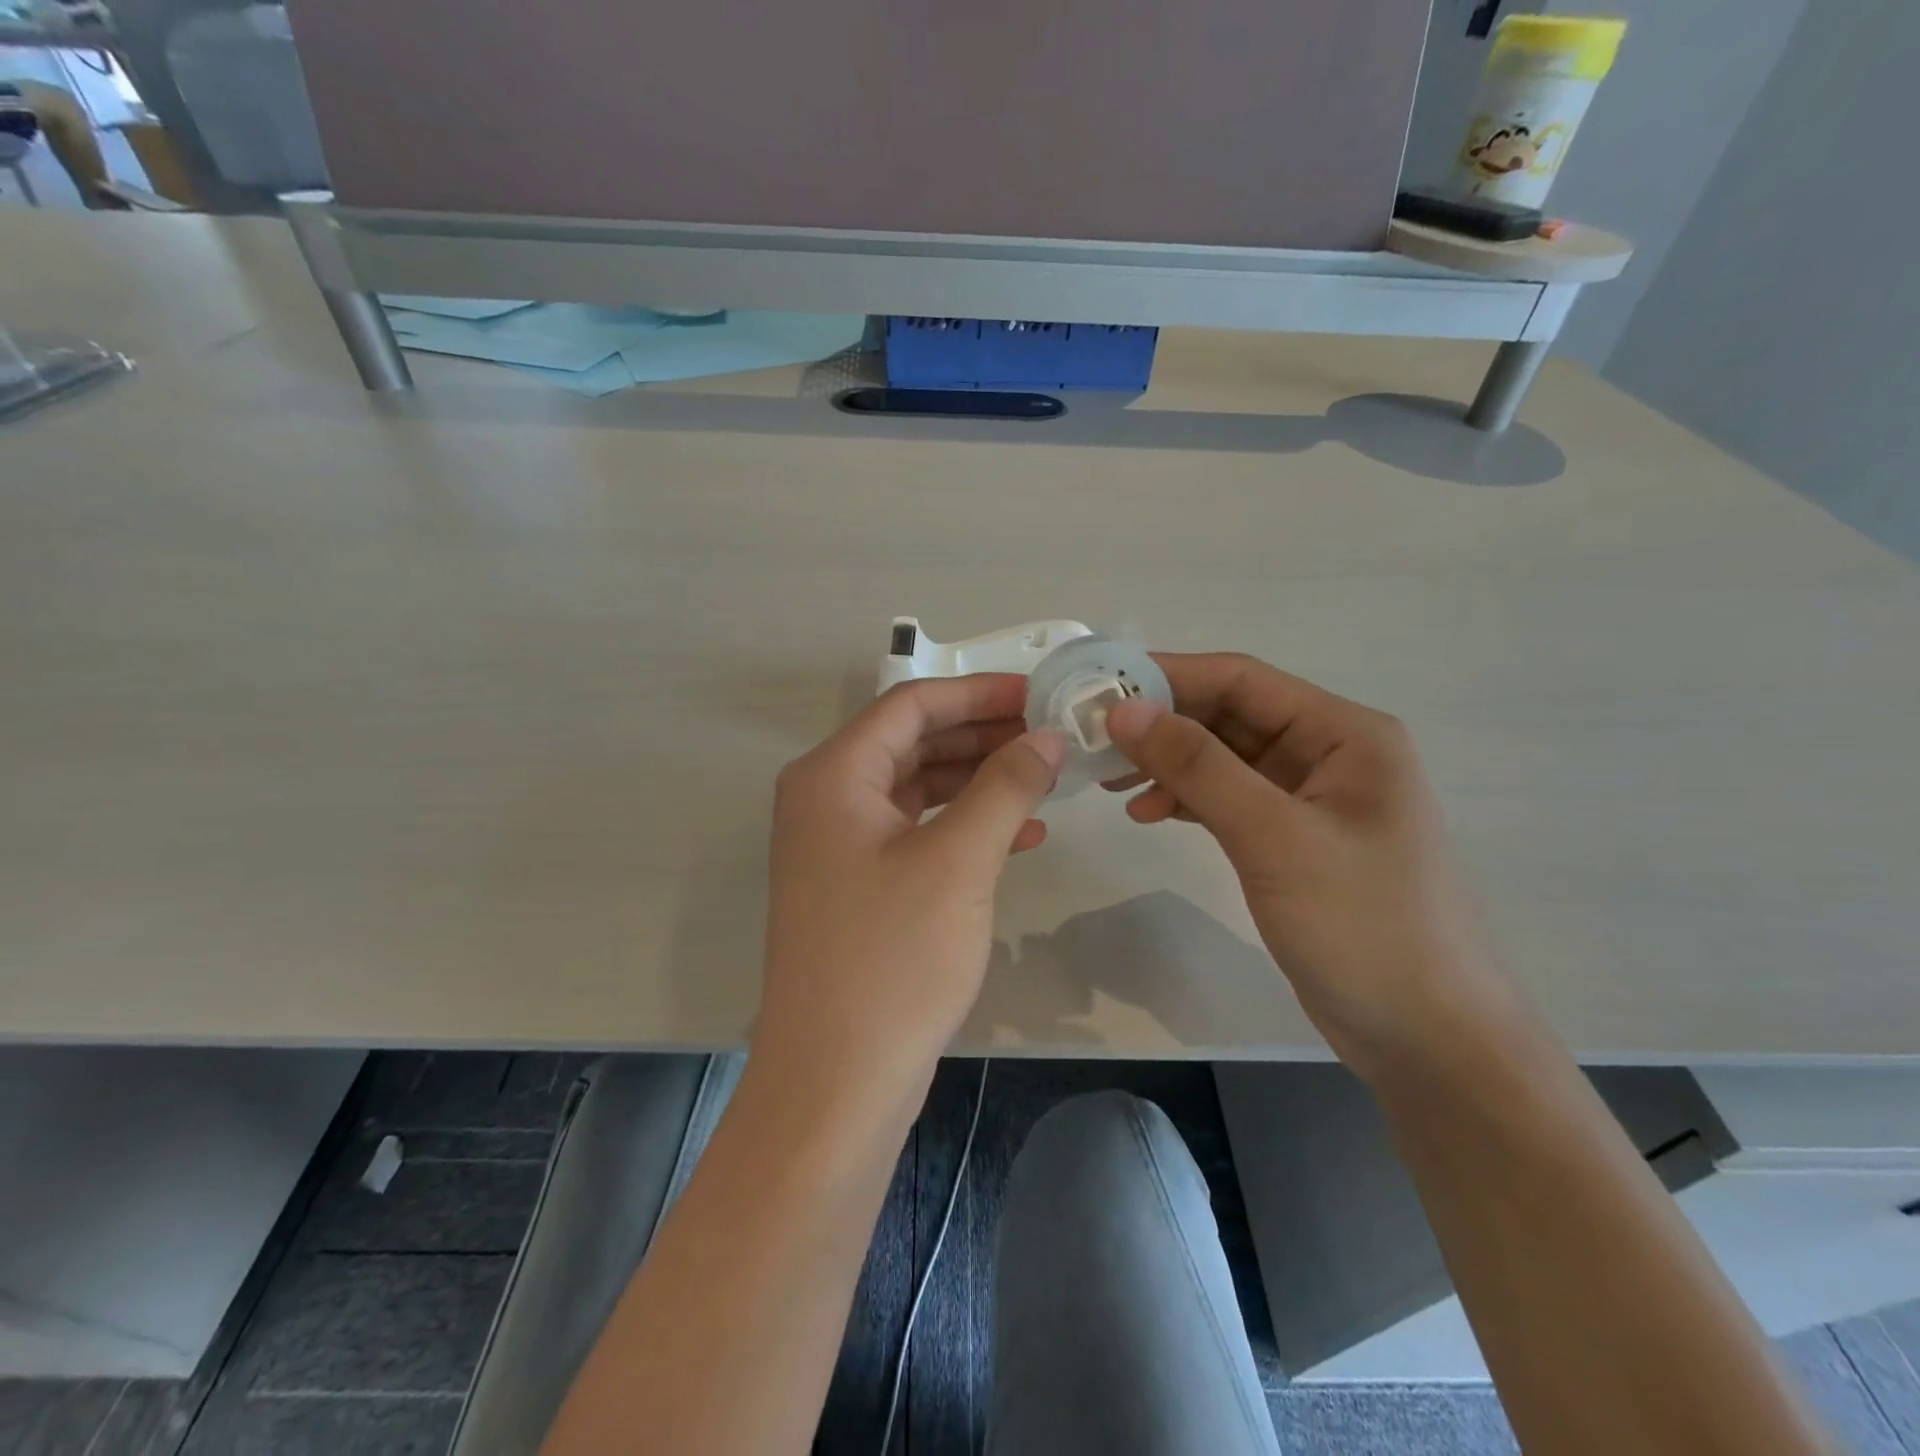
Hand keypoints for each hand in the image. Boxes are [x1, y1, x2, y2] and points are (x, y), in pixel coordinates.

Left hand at [756, 675, 1065, 1102]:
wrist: (836, 1082)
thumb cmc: (893, 958)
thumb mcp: (959, 860)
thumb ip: (1005, 785)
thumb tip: (1047, 736)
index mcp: (833, 775)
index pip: (911, 705)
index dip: (978, 692)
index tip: (1039, 693)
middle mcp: (826, 799)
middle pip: (912, 742)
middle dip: (983, 735)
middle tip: (1050, 735)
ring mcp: (839, 846)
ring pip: (918, 788)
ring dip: (979, 779)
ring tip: (1045, 777)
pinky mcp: (858, 886)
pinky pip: (916, 832)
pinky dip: (964, 825)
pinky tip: (1020, 833)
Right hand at [1105, 654, 1515, 1079]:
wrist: (1429, 1040)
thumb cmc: (1364, 927)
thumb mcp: (1275, 838)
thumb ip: (1199, 767)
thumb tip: (1125, 710)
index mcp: (1344, 733)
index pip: (1241, 679)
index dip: (1168, 677)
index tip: (1100, 691)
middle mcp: (1329, 753)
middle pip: (1230, 716)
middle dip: (1162, 725)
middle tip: (1094, 742)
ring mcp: (1311, 799)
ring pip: (1224, 758)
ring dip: (1169, 764)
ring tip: (1111, 781)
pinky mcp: (1293, 841)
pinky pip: (1229, 799)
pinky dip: (1187, 800)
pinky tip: (1149, 813)